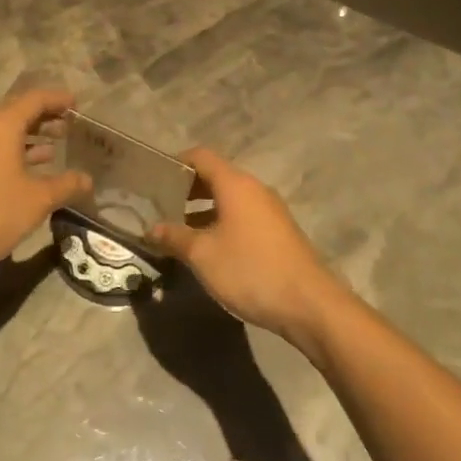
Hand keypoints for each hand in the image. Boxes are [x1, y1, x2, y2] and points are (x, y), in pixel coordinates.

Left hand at [0, 88, 91, 275]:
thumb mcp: (38, 199)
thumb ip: (66, 185)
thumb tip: (87, 180)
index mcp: (2, 125)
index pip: (35, 99)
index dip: (58, 99)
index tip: (78, 105)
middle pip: (18, 113)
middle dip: (45, 118)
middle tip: (70, 127)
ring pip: (4, 133)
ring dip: (30, 137)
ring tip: (55, 147)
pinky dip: (15, 153)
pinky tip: (30, 171)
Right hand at [150, 147, 343, 349]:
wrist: (309, 303)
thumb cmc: (250, 270)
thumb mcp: (203, 255)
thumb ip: (174, 237)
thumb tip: (151, 228)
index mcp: (235, 184)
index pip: (201, 156)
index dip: (175, 162)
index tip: (153, 178)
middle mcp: (254, 189)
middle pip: (215, 176)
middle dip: (186, 189)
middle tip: (159, 206)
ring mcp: (269, 211)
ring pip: (229, 199)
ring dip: (202, 209)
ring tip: (177, 230)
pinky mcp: (278, 232)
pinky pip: (242, 216)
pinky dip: (221, 222)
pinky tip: (207, 248)